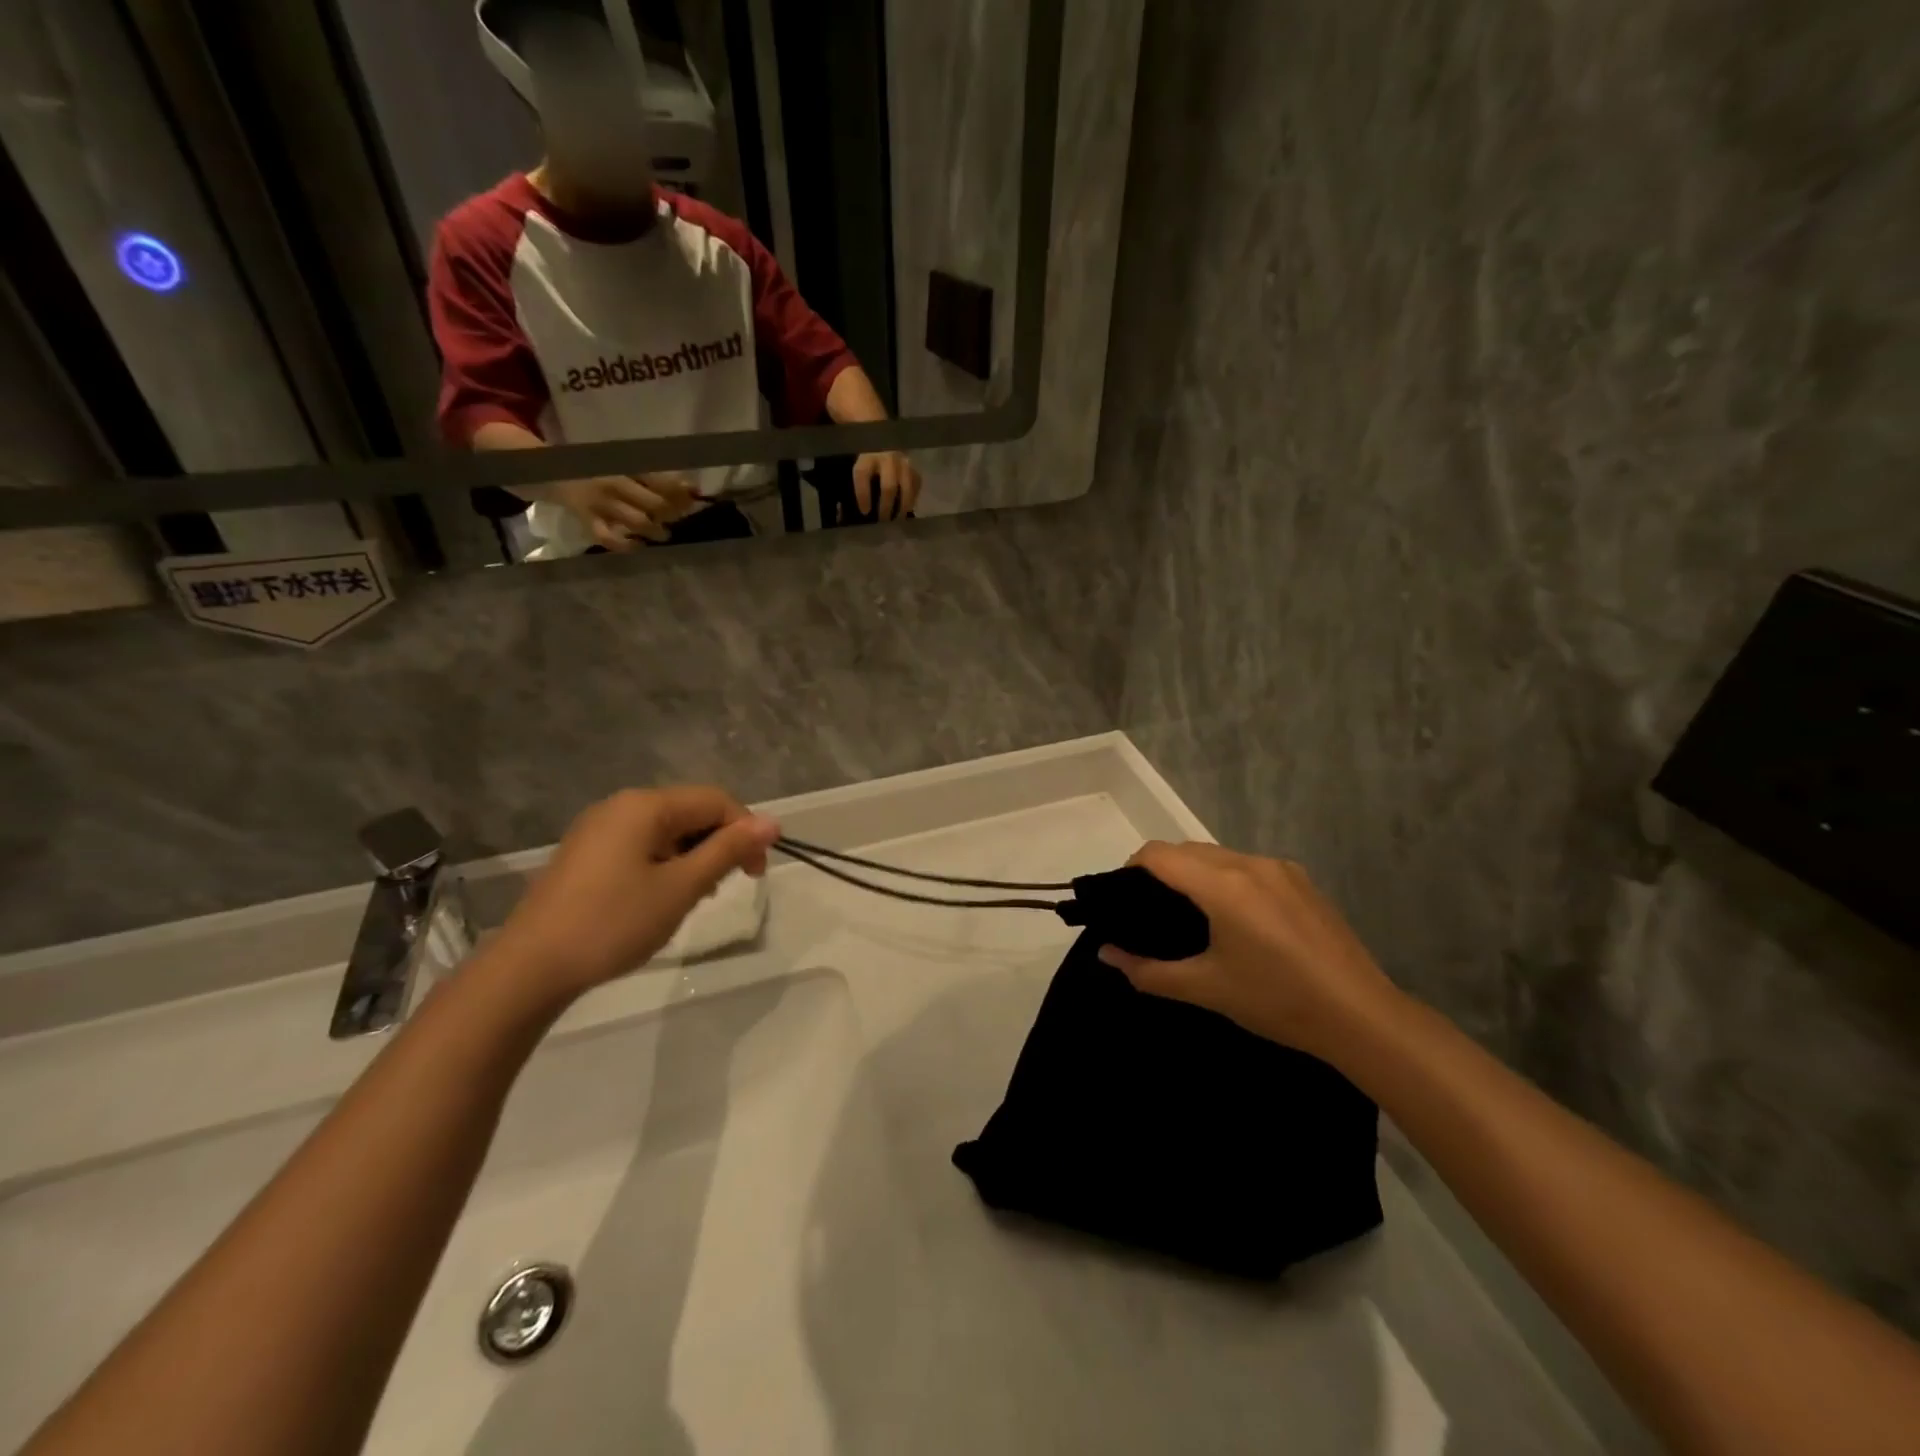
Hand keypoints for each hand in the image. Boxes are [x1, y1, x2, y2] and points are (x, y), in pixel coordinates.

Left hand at [490, 786, 779, 1004]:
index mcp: (645, 805)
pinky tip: (660, 899)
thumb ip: (728, 850)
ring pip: (667, 831)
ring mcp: (598, 829)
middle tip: (723, 890)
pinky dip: (664, 865)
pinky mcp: (586, 853)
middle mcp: (621, 806)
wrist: (530, 967)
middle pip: (691, 812)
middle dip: (717, 846)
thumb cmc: (614, 923)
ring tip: (692, 899)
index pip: (715, 800)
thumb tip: (772, 822)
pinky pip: (642, 846)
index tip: (756, 874)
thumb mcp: (682, 887)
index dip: (745, 831)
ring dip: (692, 858)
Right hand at [545, 474, 697, 549]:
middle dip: (672, 514)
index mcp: (624, 465)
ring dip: (655, 531)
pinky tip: (637, 546)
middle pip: (654, 504)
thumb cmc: (595, 466)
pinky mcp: (587, 520)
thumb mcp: (622, 462)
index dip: (681, 492)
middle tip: (678, 518)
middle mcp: (615, 484)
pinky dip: (625, 545)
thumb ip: (653, 475)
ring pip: (636, 521)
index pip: (660, 480)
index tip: (695, 497)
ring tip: (663, 534)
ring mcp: (600, 503)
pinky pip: (607, 537)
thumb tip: (692, 489)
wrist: (551, 469)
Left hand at [851, 451, 921, 520]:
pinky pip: (916, 484)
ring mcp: (902, 462)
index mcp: (866, 457)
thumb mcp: (852, 473)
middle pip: (888, 485)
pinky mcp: (914, 467)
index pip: (862, 474)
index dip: (863, 494)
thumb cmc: (864, 467)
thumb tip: (842, 516)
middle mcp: (886, 458)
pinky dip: (912, 499)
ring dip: (903, 506)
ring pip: (906, 486)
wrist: (880, 449)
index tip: (864, 512)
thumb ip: (848, 493)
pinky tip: (906, 509)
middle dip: (885, 506)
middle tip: (882, 521)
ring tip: (898, 519)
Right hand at [1097, 842, 1398, 1060]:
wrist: (1361, 1016)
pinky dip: (1227, 878)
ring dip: (1196, 872)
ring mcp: (1280, 868)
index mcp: (1222, 885)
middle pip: (1187, 849)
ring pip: (1219, 855)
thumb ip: (1148, 971)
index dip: (1131, 869)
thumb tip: (1106, 954)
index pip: (1158, 854)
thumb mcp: (1206, 989)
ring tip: (1192, 915)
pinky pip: (1248, 866)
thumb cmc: (1276, 1000)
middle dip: (1161, 870)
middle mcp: (1249, 863)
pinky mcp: (1302, 880)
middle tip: (1152, 912)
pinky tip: (1237, 919)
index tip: (1123, 899)